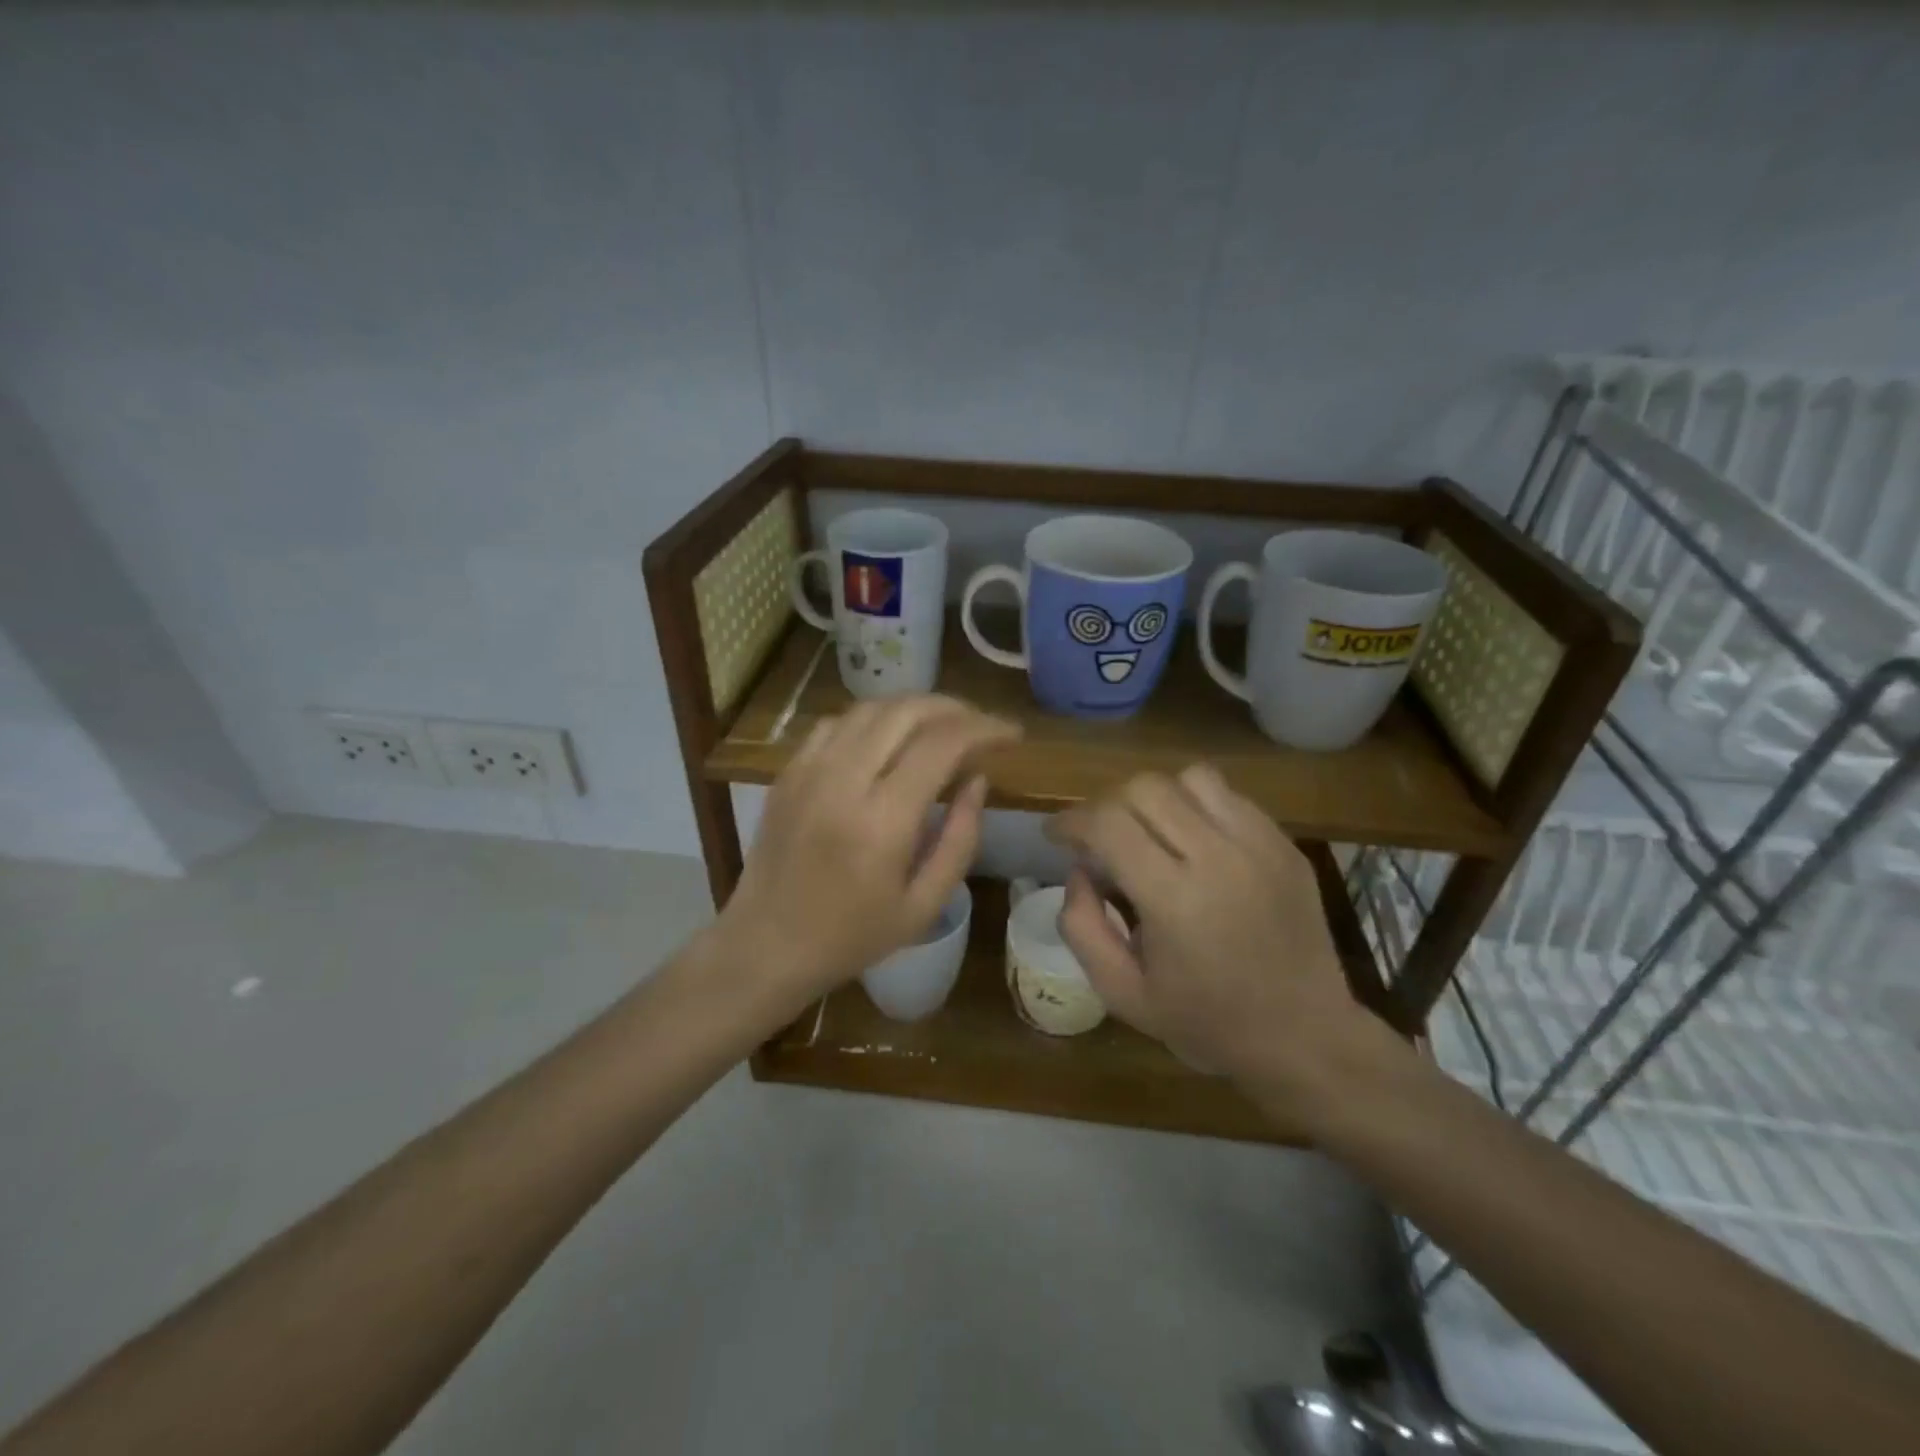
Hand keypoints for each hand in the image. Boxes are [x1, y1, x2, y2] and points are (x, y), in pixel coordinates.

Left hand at [714, 695, 1019, 1014]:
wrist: (766, 945)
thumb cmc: (852, 936)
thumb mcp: (924, 905)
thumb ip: (961, 839)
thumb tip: (978, 781)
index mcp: (882, 821)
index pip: (942, 744)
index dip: (984, 729)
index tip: (1011, 734)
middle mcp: (843, 781)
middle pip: (906, 712)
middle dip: (954, 708)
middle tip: (981, 725)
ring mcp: (809, 770)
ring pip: (870, 709)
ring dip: (915, 708)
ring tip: (943, 726)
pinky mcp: (788, 771)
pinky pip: (837, 723)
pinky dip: (873, 719)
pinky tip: (890, 738)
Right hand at [1047, 764, 1392, 1118]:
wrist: (1305, 1038)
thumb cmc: (1207, 1023)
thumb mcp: (1122, 994)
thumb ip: (1083, 928)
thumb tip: (1078, 871)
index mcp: (1175, 900)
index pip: (1108, 824)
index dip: (1071, 820)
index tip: (1057, 835)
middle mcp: (1219, 858)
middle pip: (1145, 788)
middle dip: (1107, 805)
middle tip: (1099, 837)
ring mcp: (1260, 845)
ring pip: (1190, 778)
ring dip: (1155, 798)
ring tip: (1149, 832)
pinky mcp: (1285, 844)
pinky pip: (1229, 796)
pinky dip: (1197, 805)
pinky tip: (1193, 841)